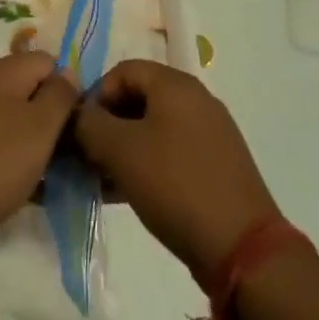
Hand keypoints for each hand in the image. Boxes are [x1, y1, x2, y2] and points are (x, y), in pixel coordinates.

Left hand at [0, 51, 78, 258]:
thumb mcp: (40, 128)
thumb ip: (60, 95)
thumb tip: (67, 74)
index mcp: (1, 70)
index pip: (48, 62)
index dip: (67, 90)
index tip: (74, 127)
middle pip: (28, 87)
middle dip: (49, 118)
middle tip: (61, 155)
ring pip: (10, 115)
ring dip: (29, 140)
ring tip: (41, 175)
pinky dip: (7, 154)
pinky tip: (14, 185)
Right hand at [74, 60, 280, 285]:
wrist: (241, 248)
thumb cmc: (175, 186)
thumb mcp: (120, 151)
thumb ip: (89, 125)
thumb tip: (76, 115)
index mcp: (175, 85)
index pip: (122, 71)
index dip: (94, 95)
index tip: (79, 131)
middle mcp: (196, 100)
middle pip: (138, 98)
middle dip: (107, 125)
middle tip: (86, 157)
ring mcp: (209, 133)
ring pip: (152, 128)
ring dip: (122, 148)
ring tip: (102, 181)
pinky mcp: (215, 164)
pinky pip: (170, 151)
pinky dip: (145, 164)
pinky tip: (126, 194)